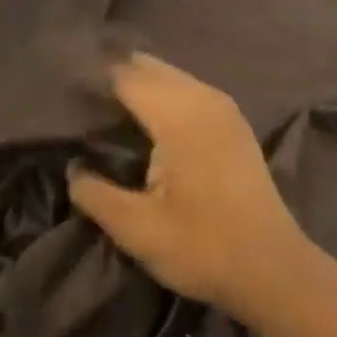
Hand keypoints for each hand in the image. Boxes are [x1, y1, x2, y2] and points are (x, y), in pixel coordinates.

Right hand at [69, 53, 312, 323]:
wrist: (273, 269)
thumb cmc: (203, 247)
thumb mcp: (137, 229)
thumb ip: (95, 193)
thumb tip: (72, 168)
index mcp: (179, 115)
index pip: (125, 76)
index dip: (93, 78)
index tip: (63, 90)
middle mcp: (203, 98)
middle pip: (150, 67)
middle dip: (115, 73)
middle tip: (79, 96)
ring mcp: (225, 108)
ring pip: (172, 76)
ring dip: (140, 81)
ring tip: (106, 103)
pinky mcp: (234, 124)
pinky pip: (189, 90)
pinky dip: (164, 92)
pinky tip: (146, 116)